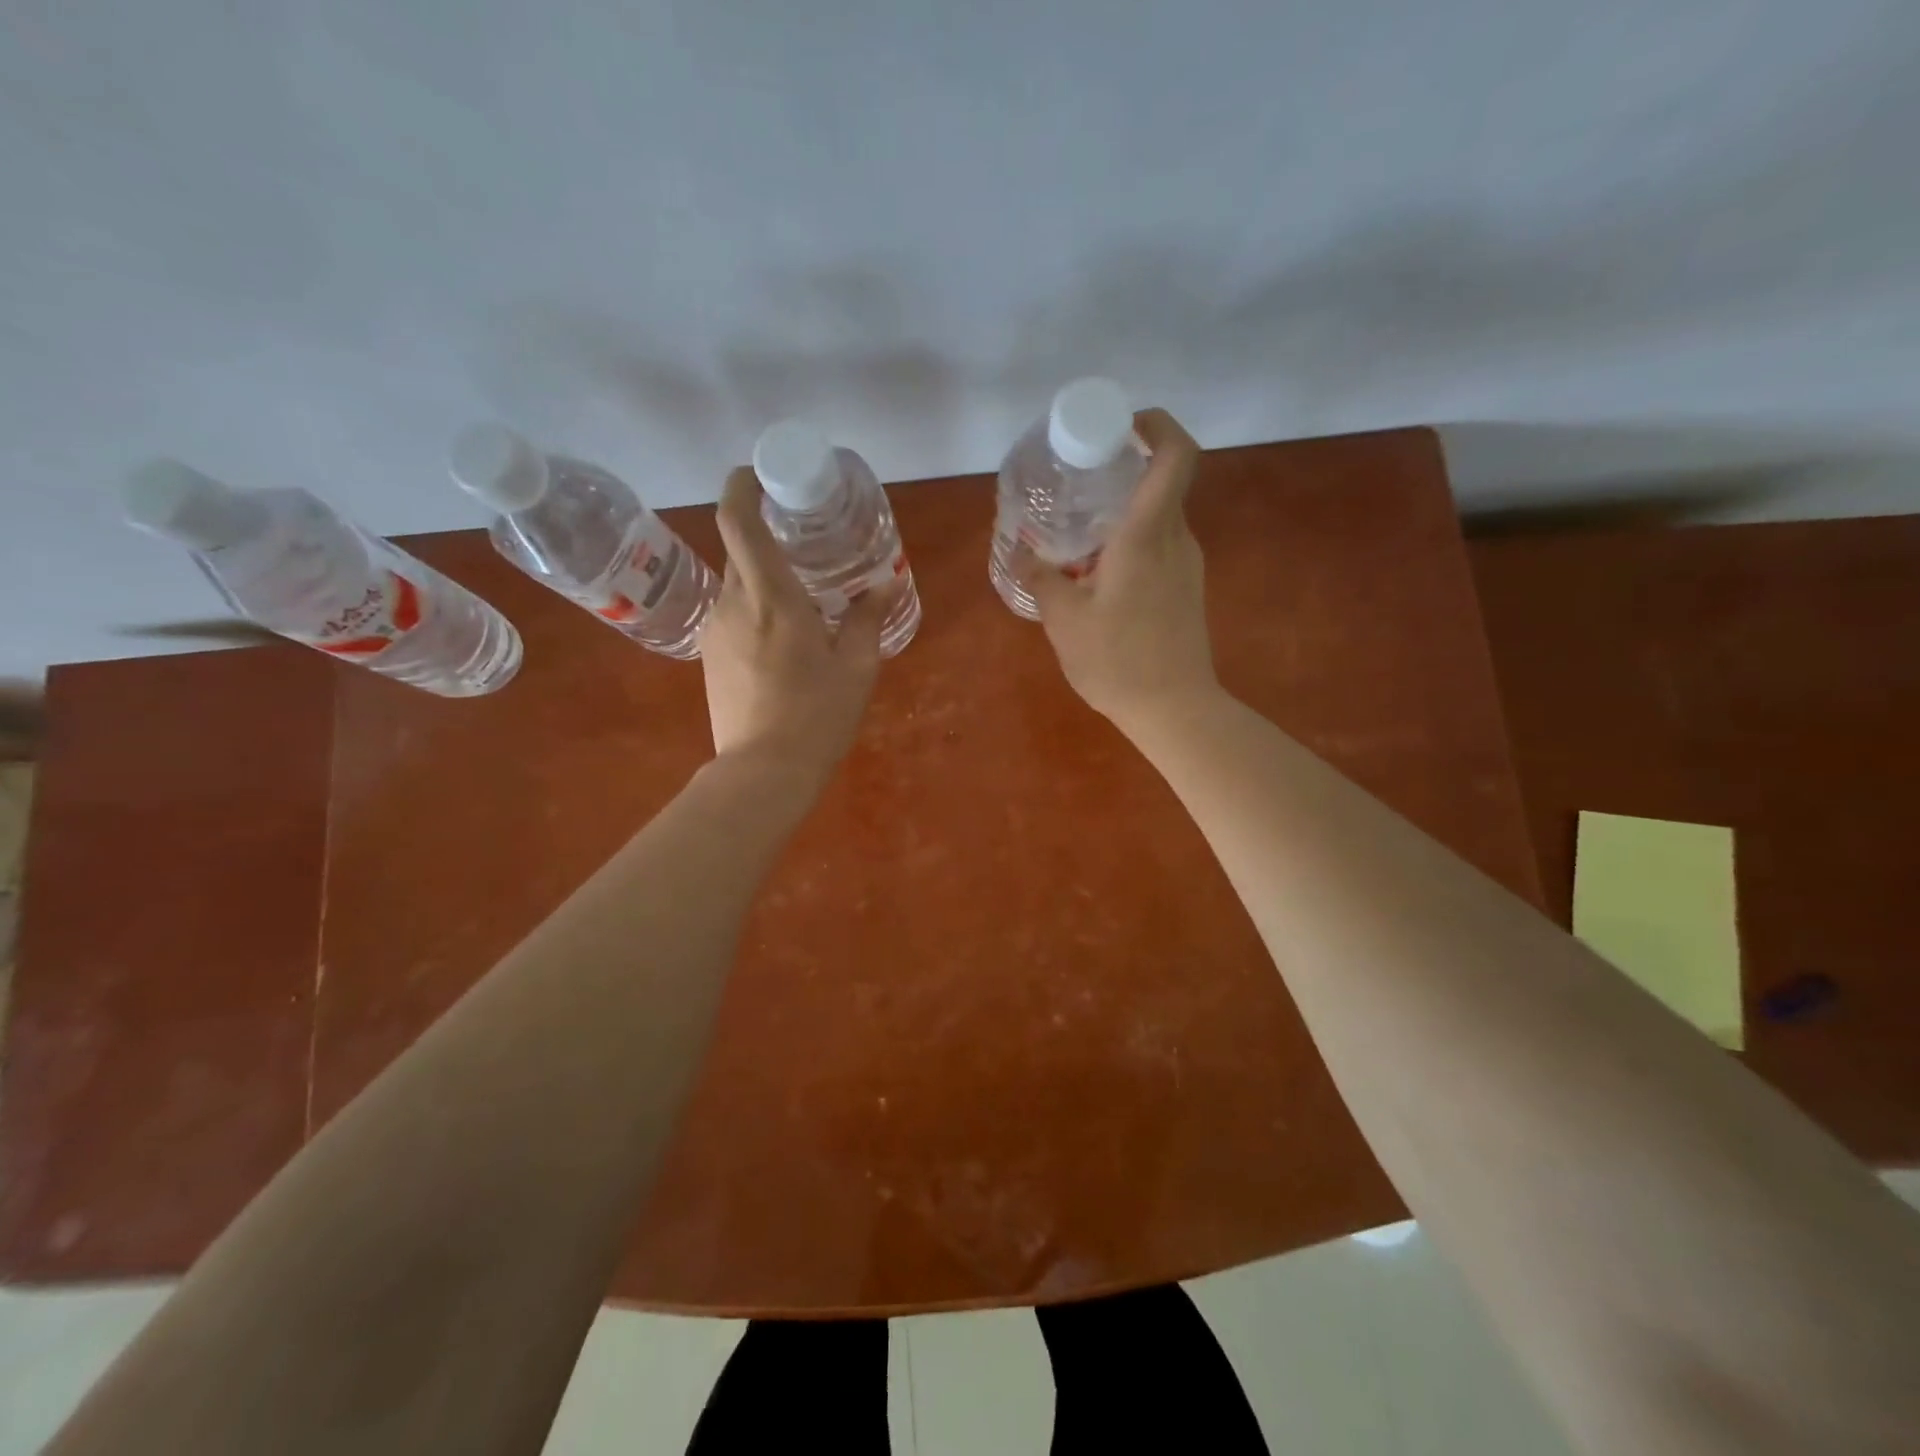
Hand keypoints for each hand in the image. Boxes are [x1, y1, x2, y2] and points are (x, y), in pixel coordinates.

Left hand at [700, 467, 888, 781]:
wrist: (763, 772)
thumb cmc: (817, 716)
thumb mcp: (857, 667)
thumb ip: (868, 617)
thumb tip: (885, 581)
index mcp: (772, 597)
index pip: (738, 521)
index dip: (741, 487)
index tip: (759, 475)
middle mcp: (734, 603)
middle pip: (739, 549)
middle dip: (765, 535)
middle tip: (803, 541)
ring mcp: (715, 630)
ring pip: (737, 584)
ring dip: (765, 579)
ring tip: (802, 599)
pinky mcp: (708, 655)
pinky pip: (732, 614)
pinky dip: (756, 609)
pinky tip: (783, 640)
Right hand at [1023, 408, 1220, 730]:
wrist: (1175, 710)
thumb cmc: (1118, 661)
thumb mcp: (1064, 620)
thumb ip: (1040, 578)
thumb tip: (1020, 553)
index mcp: (1147, 535)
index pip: (1175, 455)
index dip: (1156, 425)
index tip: (1120, 425)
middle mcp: (1176, 540)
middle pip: (1160, 482)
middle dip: (1121, 471)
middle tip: (1076, 481)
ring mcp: (1187, 565)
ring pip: (1157, 518)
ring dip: (1121, 514)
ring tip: (1076, 534)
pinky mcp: (1187, 589)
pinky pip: (1158, 547)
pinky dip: (1129, 543)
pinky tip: (1096, 573)